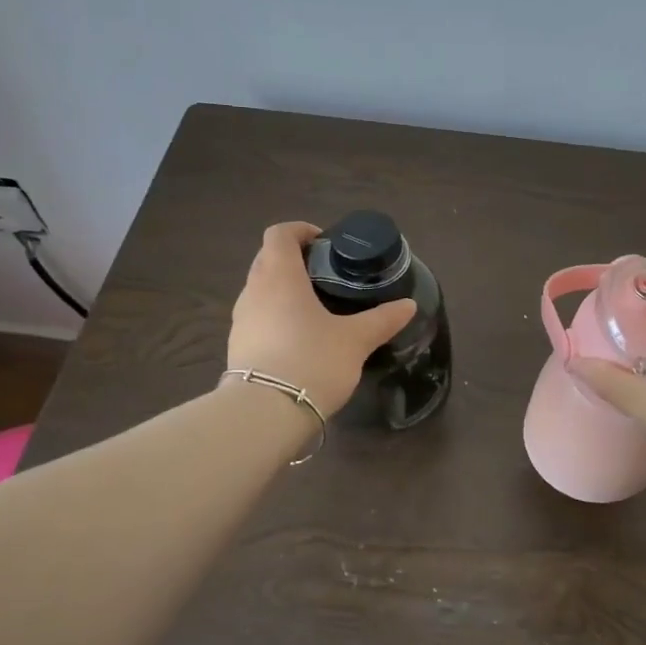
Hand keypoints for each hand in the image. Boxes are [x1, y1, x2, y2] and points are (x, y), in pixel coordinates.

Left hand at [227, 222, 416, 416]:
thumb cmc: (312, 361)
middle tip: (327, 276)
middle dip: (295, 261)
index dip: (301, 231)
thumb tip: (409, 305)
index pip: (280, 234)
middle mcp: (253, 291)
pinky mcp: (237, 347)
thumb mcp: (356, 340)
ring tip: (317, 310)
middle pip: (268, 259)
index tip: (326, 244)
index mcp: (280, 276)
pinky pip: (258, 318)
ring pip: (261, 290)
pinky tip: (300, 340)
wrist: (265, 413)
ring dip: (284, 291)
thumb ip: (382, 319)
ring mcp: (240, 320)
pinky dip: (276, 317)